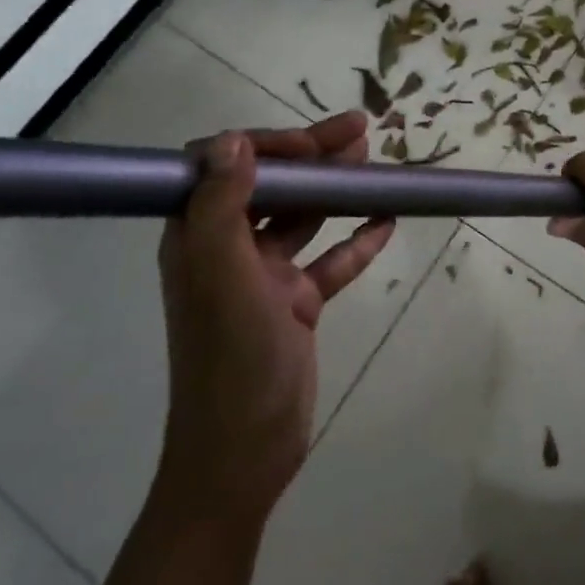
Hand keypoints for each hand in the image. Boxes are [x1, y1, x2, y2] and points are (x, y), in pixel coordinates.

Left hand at [157, 112, 394, 523]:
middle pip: (271, 185)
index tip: (310, 146)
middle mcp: (227, 248)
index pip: (224, 166)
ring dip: (335, 190)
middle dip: (313, 155)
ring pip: (303, 217)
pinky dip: (355, 241)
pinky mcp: (294, 304)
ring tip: (373, 163)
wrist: (244, 455)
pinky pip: (329, 261)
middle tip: (361, 130)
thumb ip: (222, 206)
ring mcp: (263, 276)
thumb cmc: (231, 360)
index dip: (265, 146)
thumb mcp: (224, 277)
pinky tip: (385, 221)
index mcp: (199, 236)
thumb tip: (230, 139)